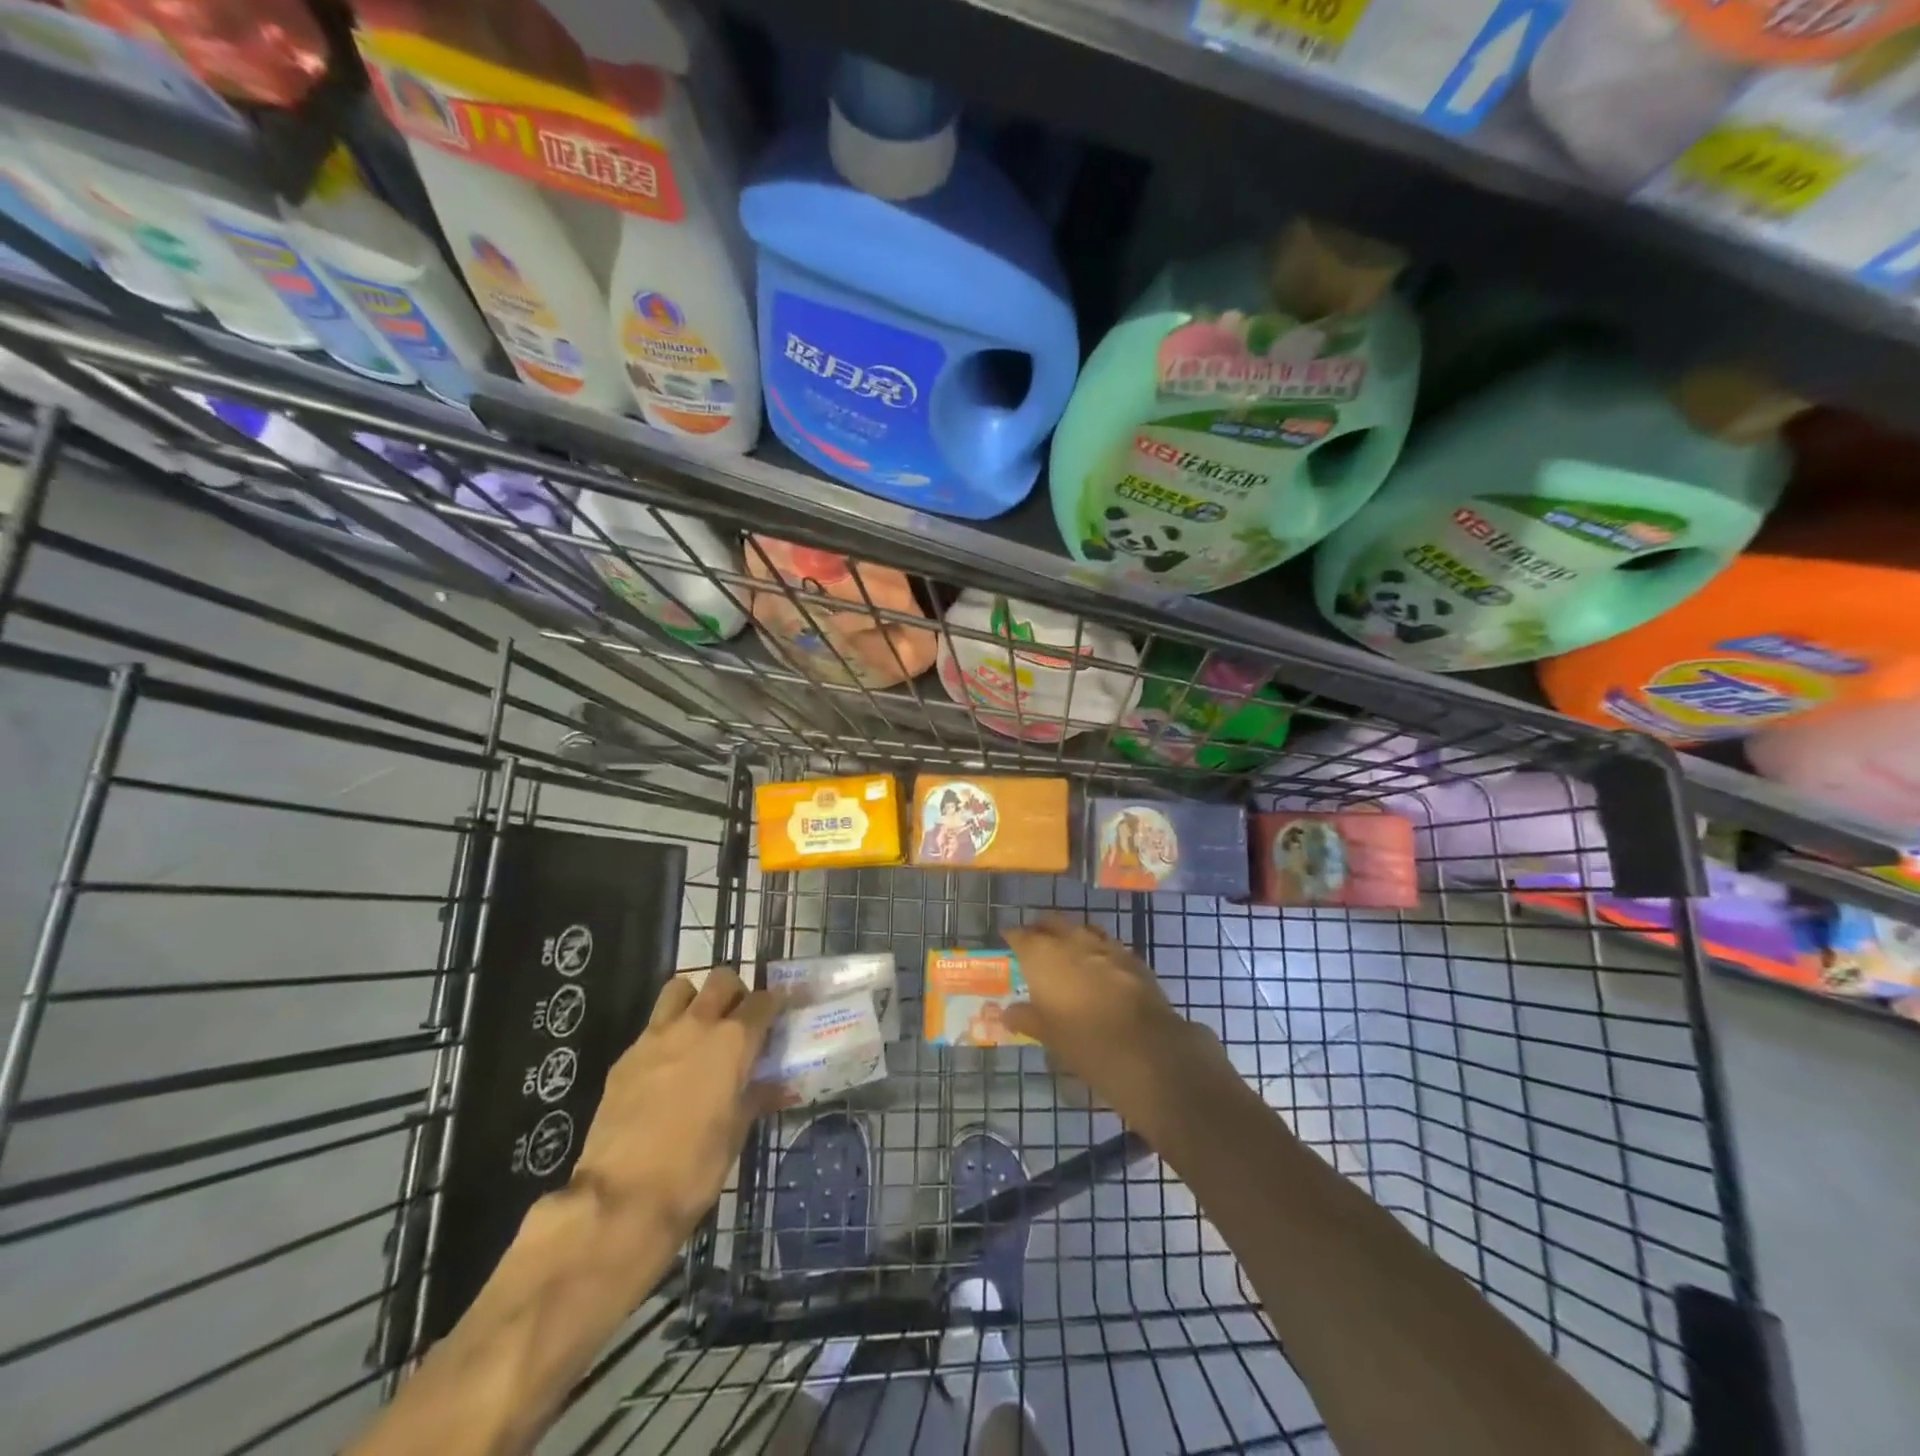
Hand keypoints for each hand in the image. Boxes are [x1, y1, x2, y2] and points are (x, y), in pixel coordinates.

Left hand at [570, 969, 782, 1246]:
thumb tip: (776, 1086)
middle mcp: (697, 1026)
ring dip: (695, 1000)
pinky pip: (652, 1028)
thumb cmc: (695, 1167)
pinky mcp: (625, 1057)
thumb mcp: (737, 1132)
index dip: (777, 1002)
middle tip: (740, 1019)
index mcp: (733, 1041)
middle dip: (736, 992)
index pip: (764, 1001)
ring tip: (700, 1030)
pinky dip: (666, 1035)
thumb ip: (756, 1096)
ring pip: (680, 989)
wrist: (621, 1197)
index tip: (783, 1010)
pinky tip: (667, 1068)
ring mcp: (656, 1037)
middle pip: (722, 980)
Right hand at [1002, 917, 1227, 1120]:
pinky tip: (1099, 968)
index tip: (1008, 940)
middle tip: (1035, 943)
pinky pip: (1107, 945)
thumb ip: (1026, 1017)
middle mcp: (1071, 940)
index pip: (1020, 935)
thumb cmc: (1083, 1040)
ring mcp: (1104, 945)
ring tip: (1067, 953)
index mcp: (1043, 954)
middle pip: (1052, 923)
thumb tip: (1008, 1012)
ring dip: (1071, 936)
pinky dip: (1097, 951)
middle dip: (1042, 930)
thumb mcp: (1047, 1034)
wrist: (1144, 1047)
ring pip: (1081, 929)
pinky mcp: (1131, 956)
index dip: (1013, 936)